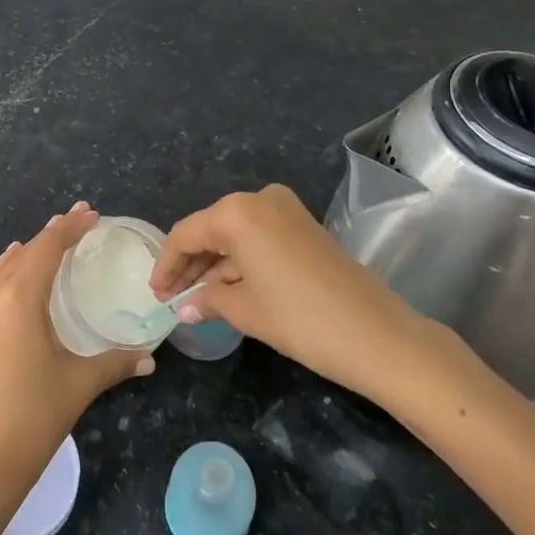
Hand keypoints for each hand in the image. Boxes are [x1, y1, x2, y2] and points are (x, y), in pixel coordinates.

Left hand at [0, 202, 153, 506]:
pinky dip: (9, 272)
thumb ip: (116, 362)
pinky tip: (18, 279)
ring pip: (3, 267)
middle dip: (52, 235)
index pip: (47, 247)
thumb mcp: (80, 383)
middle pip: (25, 252)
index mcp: (20, 298)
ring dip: (28, 252)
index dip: (70, 227)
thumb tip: (149, 357)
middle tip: (79, 223)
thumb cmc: (34, 415)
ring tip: (50, 243)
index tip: (91, 212)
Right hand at [150, 185, 451, 406]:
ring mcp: (286, 210)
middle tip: (173, 298)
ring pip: (235, 234)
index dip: (167, 265)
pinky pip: (259, 237)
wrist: (378, 334)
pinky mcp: (304, 225)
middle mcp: (259, 200)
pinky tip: (229, 288)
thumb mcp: (245, 311)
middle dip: (190, 264)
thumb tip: (185, 307)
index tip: (156, 295)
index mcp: (237, 212)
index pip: (186, 234)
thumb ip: (208, 300)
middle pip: (210, 229)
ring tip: (198, 299)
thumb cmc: (301, 319)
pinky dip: (241, 260)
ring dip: (216, 264)